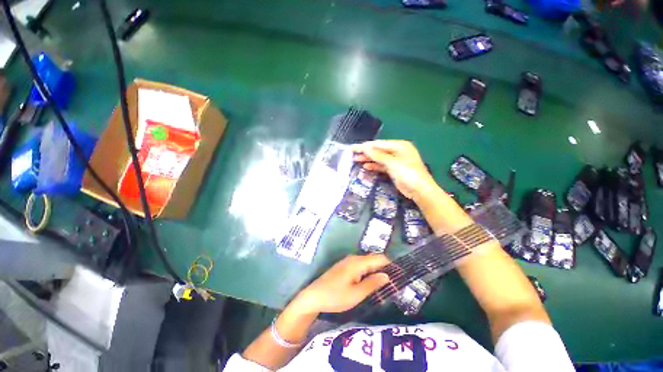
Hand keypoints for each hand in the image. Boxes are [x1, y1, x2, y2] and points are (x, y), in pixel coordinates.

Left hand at [292, 255, 390, 313]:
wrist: (313, 296)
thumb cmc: (335, 296)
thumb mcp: (356, 294)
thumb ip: (372, 284)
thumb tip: (387, 276)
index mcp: (358, 262)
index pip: (379, 258)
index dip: (391, 265)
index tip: (401, 274)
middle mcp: (353, 258)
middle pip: (373, 259)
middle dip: (385, 268)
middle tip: (395, 282)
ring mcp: (348, 261)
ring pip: (367, 262)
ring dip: (377, 270)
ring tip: (386, 283)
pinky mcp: (344, 266)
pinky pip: (361, 265)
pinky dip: (369, 271)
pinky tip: (371, 281)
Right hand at [353, 140, 435, 199]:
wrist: (420, 191)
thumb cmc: (408, 174)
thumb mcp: (393, 163)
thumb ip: (378, 155)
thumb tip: (365, 148)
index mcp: (400, 146)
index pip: (379, 144)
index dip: (366, 146)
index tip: (353, 148)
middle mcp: (398, 151)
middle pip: (378, 150)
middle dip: (366, 152)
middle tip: (352, 154)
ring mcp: (396, 161)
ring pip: (379, 158)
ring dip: (368, 159)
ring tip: (356, 160)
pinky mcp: (394, 169)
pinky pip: (381, 166)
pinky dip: (374, 166)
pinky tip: (365, 166)